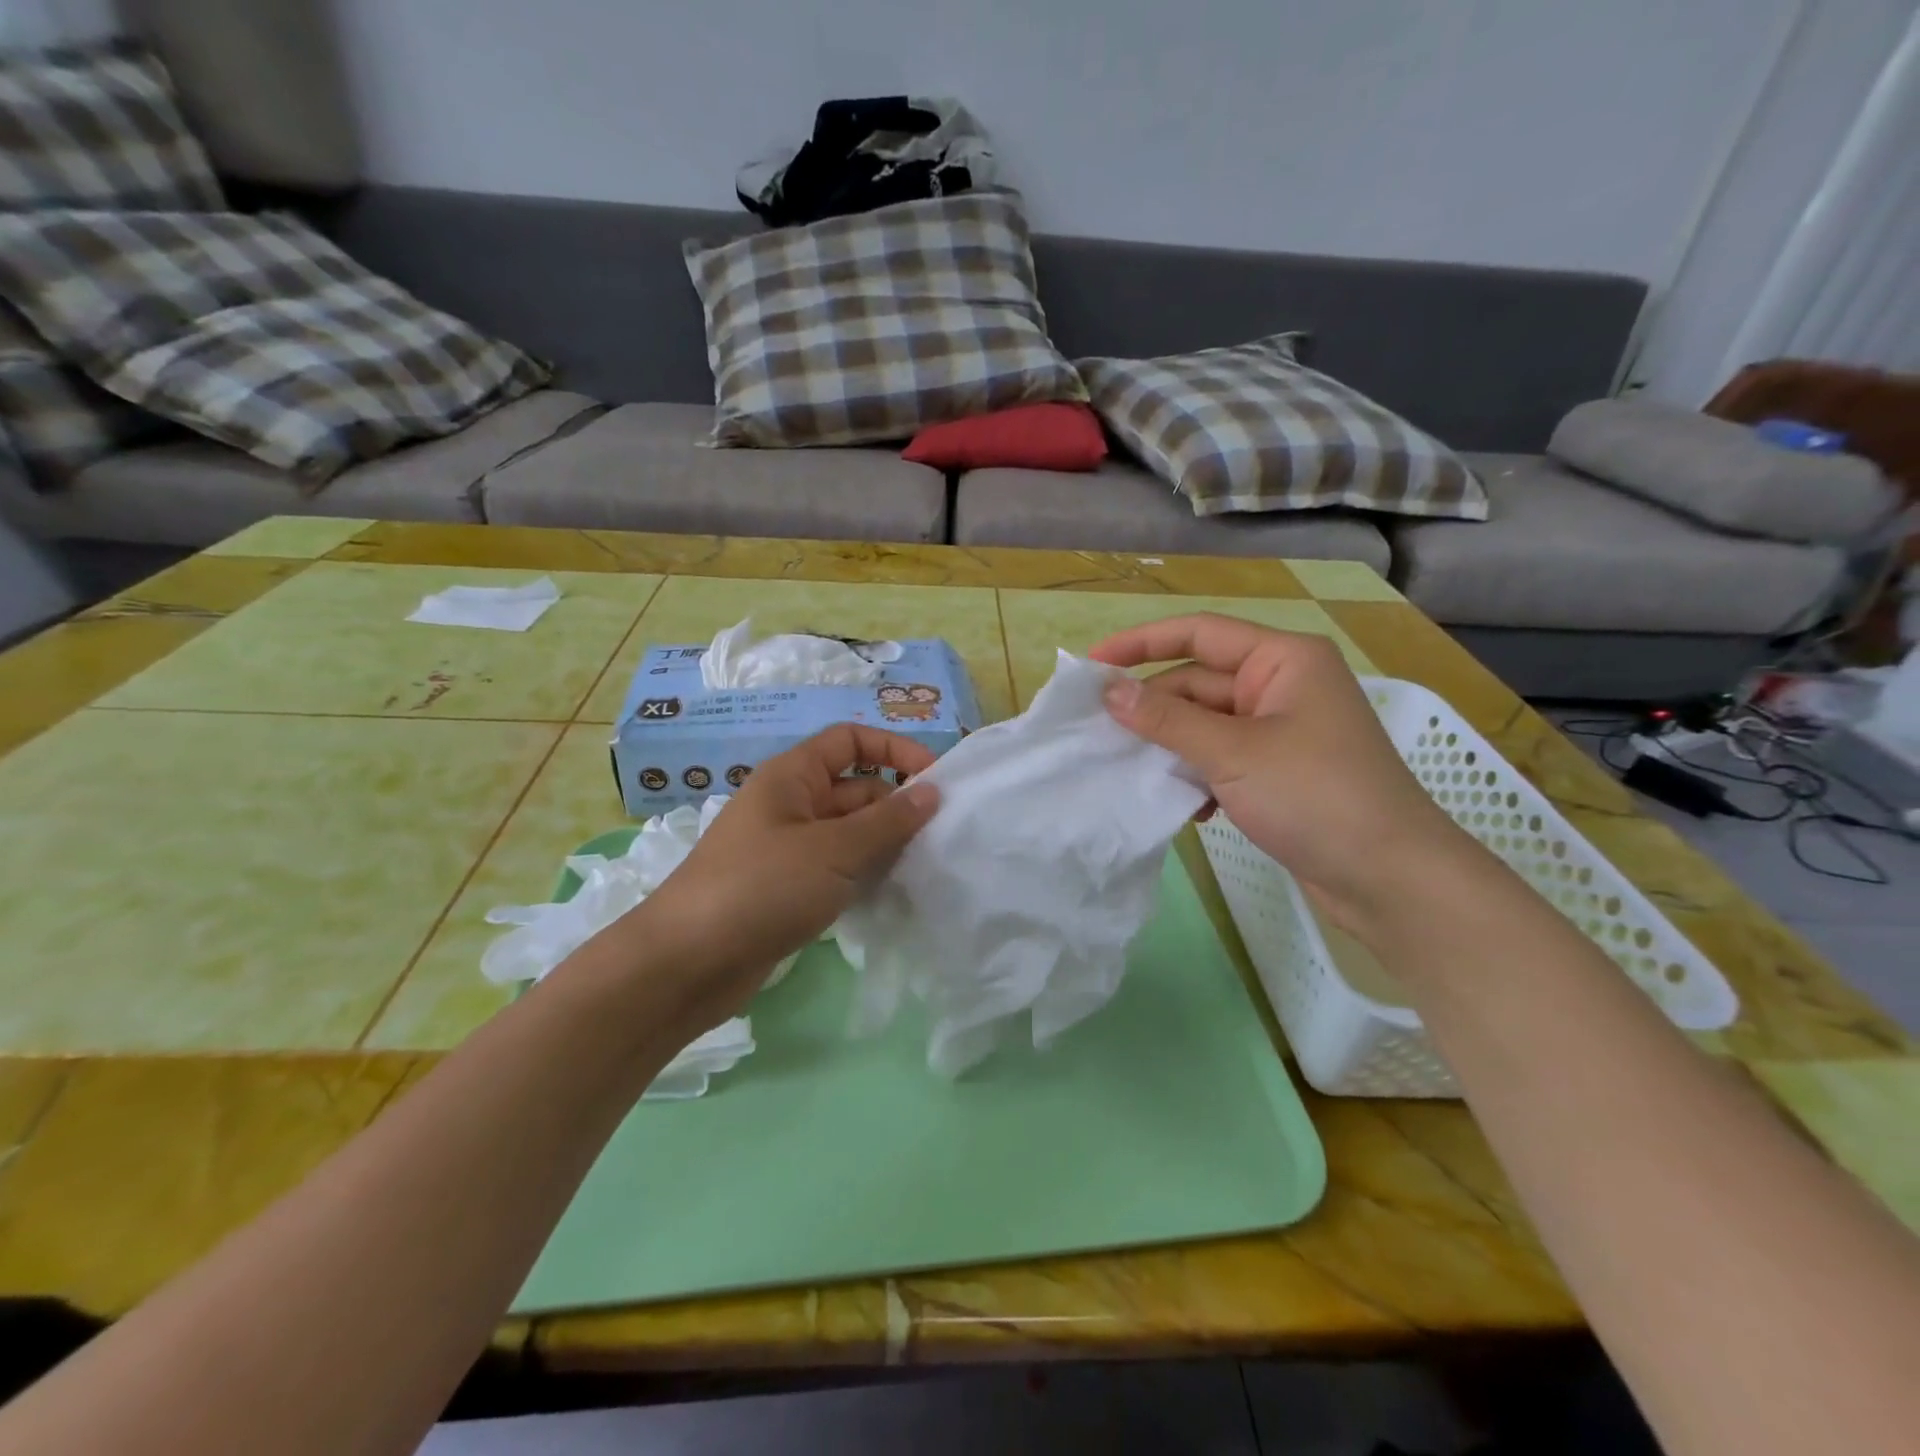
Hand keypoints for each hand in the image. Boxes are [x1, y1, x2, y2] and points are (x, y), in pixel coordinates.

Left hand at [616, 724, 939, 1032]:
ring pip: (850, 833)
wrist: (687, 963)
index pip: (850, 741)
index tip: (936, 779)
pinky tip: (893, 893)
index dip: (894, 750)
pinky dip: (864, 874)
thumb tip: (932, 791)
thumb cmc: (761, 887)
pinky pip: (837, 868)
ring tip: (927, 865)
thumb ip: (887, 821)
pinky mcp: (788, 888)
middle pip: (856, 789)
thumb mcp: (833, 850)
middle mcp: (791, 804)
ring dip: (885, 844)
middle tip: (941, 837)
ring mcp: (789, 848)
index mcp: (792, 776)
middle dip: (897, 807)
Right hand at [1090, 613, 1471, 938]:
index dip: (1140, 643)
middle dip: (1152, 708)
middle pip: (1198, 682)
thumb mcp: (1233, 752)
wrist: (1391, 880)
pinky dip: (1199, 776)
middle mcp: (1282, 685)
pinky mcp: (1279, 771)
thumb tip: (1109, 691)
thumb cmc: (1315, 796)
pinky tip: (1189, 808)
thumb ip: (1167, 719)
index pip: (1199, 633)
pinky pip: (1221, 758)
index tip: (1091, 665)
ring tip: (1133, 772)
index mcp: (1283, 659)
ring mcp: (1282, 730)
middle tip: (1098, 733)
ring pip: (1205, 724)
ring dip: (1171, 747)